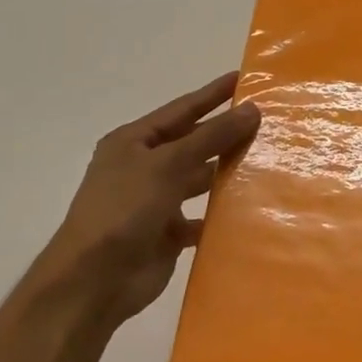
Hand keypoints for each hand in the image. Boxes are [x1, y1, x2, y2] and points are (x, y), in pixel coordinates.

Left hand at [45, 72, 260, 327]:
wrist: (93, 282)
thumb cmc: (124, 210)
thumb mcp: (168, 164)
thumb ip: (211, 137)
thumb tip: (251, 110)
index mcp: (133, 142)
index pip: (182, 109)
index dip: (213, 94)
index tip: (245, 78)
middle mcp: (143, 167)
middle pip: (193, 143)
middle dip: (226, 133)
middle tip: (268, 121)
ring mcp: (154, 201)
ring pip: (198, 179)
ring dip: (225, 172)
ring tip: (267, 161)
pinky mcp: (166, 233)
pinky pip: (201, 217)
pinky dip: (220, 214)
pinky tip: (249, 207)